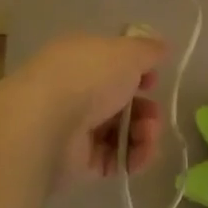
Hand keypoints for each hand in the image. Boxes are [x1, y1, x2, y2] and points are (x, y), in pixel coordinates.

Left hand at [12, 32, 166, 189]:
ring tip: (146, 138)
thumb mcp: (128, 52)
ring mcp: (77, 126)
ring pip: (122, 130)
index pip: (115, 64)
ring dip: (144, 134)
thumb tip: (162, 47)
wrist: (46, 124)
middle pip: (122, 101)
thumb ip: (148, 50)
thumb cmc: (88, 77)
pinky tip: (138, 158)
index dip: (139, 73)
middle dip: (146, 109)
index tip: (154, 81)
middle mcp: (77, 90)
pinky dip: (132, 158)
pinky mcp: (79, 161)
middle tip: (152, 117)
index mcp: (83, 57)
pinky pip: (114, 158)